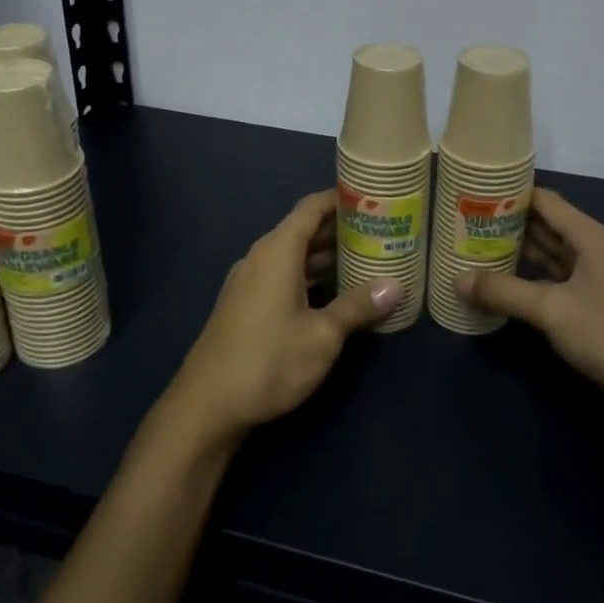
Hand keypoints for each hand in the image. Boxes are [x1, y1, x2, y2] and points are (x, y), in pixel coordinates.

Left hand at [163, 190, 399, 444]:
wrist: (207, 405)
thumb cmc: (269, 361)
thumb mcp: (322, 335)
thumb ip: (358, 306)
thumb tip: (396, 285)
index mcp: (278, 251)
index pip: (312, 208)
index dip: (341, 198)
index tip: (373, 198)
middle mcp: (261, 258)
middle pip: (304, 230)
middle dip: (340, 229)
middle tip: (381, 232)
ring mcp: (250, 282)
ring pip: (294, 256)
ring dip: (326, 255)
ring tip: (365, 259)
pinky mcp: (246, 305)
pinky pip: (283, 275)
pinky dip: (310, 276)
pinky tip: (334, 293)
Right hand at [458, 189, 603, 430]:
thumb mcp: (554, 311)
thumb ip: (505, 292)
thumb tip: (457, 279)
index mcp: (592, 237)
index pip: (544, 201)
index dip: (509, 194)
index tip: (471, 193)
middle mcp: (595, 250)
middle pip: (545, 227)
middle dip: (506, 225)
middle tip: (461, 224)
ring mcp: (596, 280)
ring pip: (549, 256)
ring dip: (515, 254)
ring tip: (472, 250)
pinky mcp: (595, 307)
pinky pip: (554, 283)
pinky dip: (528, 281)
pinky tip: (502, 286)